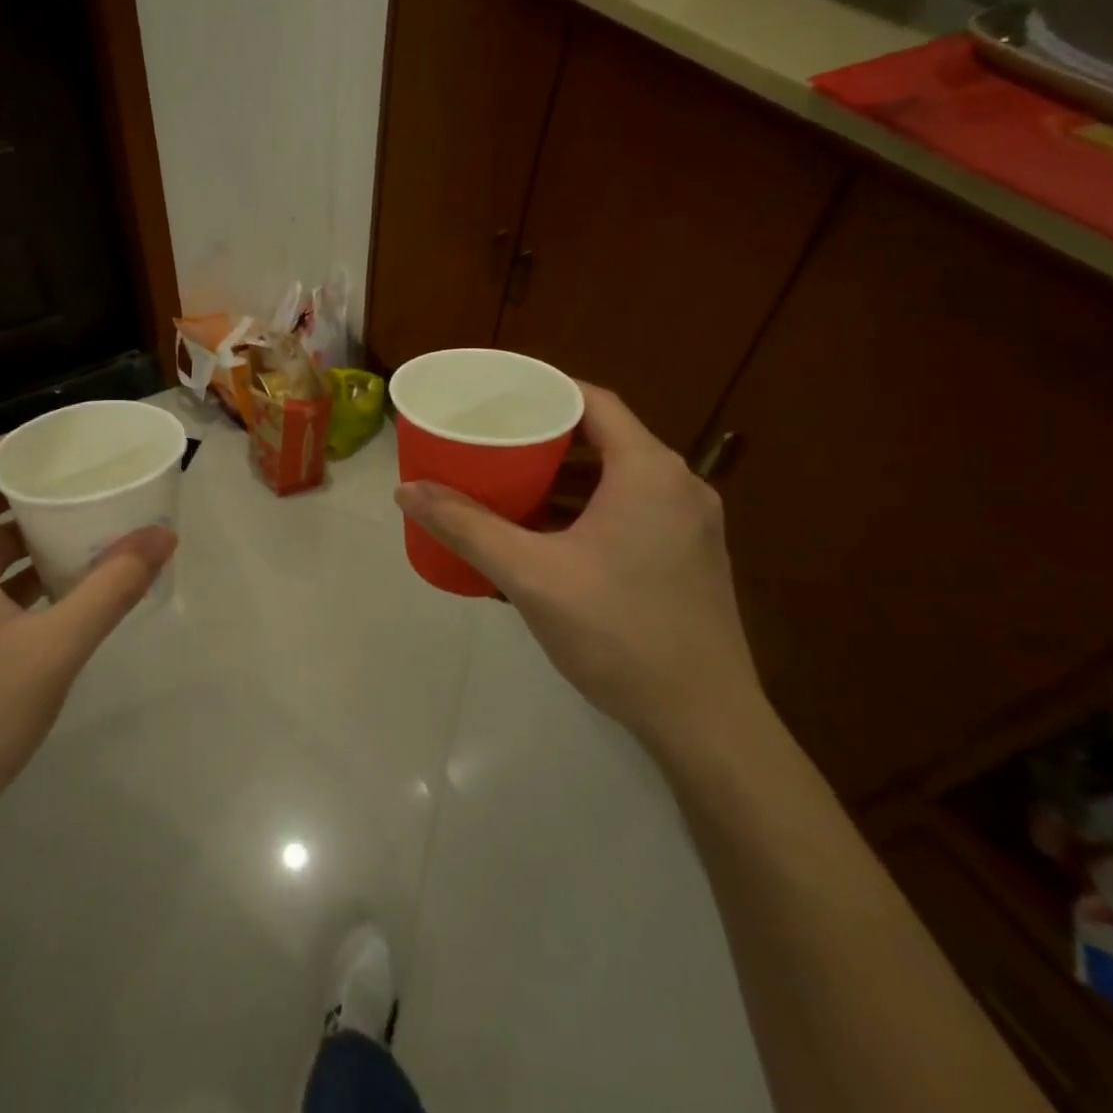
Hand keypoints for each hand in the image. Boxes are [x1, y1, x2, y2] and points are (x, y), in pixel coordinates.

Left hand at [0, 442, 175, 842]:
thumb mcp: (56, 650)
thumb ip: (112, 589)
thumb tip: (163, 537)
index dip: (17, 446)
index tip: (68, 444)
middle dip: (31, 489)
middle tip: (87, 483)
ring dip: (22, 533)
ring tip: (80, 527)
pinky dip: (7, 572)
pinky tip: (53, 587)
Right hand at [395, 384, 763, 750]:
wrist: (704, 722)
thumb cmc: (617, 632)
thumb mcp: (530, 575)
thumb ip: (467, 527)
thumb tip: (407, 491)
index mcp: (648, 471)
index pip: (594, 402)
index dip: (545, 390)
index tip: (498, 396)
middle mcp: (679, 486)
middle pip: (605, 438)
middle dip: (547, 437)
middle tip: (494, 441)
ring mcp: (692, 525)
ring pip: (619, 478)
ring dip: (568, 478)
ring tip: (512, 485)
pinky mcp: (691, 558)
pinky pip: (633, 510)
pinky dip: (590, 509)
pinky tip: (551, 536)